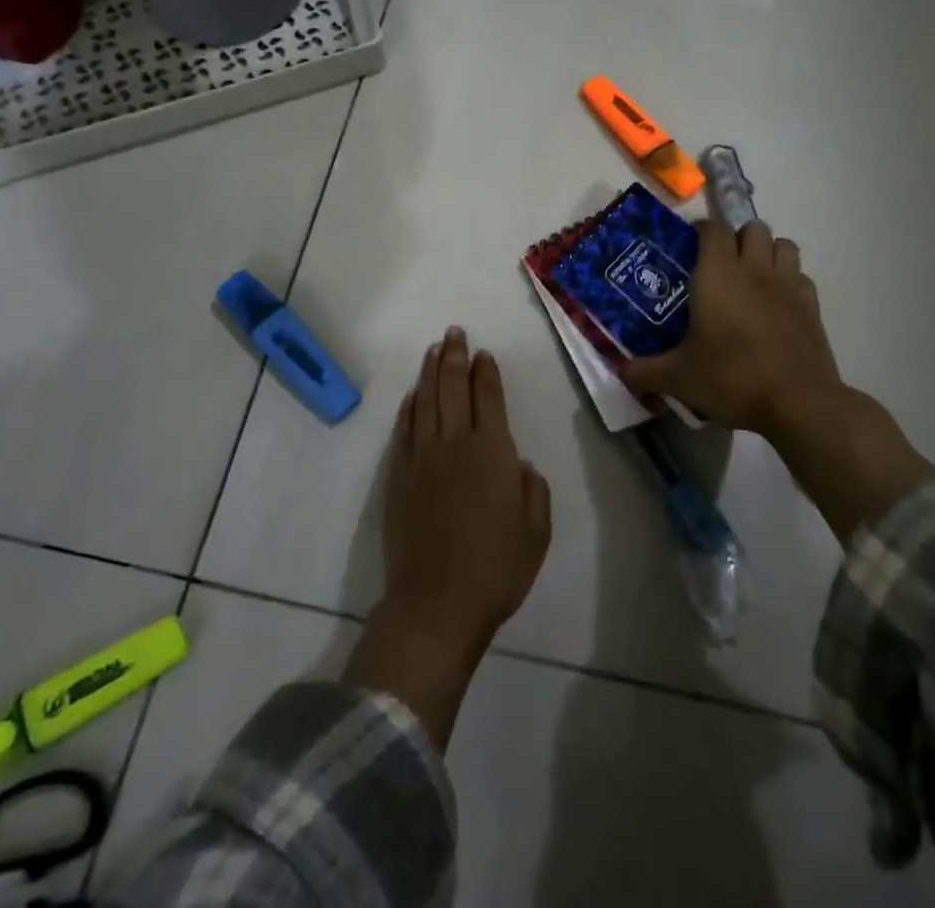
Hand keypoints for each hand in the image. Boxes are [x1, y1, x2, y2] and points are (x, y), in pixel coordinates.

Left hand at [343, 327, 551, 747]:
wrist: (436, 602)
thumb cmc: (496, 568)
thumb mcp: (536, 531)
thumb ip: (533, 490)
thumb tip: (519, 462)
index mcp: (492, 451)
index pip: (489, 397)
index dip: (486, 372)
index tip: (483, 353)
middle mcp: (455, 443)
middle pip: (453, 387)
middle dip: (455, 356)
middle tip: (454, 333)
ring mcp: (422, 456)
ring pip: (425, 401)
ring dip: (430, 372)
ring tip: (434, 350)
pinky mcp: (398, 475)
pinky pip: (404, 429)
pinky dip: (409, 407)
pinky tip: (413, 395)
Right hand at [621, 219, 840, 436]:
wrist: (798, 403)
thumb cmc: (732, 378)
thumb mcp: (679, 378)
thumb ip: (645, 371)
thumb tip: (621, 371)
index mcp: (718, 274)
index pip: (712, 229)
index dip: (701, 229)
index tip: (690, 243)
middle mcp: (754, 269)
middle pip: (752, 228)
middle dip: (737, 237)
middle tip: (720, 262)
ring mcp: (788, 285)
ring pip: (782, 245)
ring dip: (767, 251)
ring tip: (752, 274)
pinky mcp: (812, 306)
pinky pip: (801, 276)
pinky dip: (789, 279)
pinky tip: (777, 302)